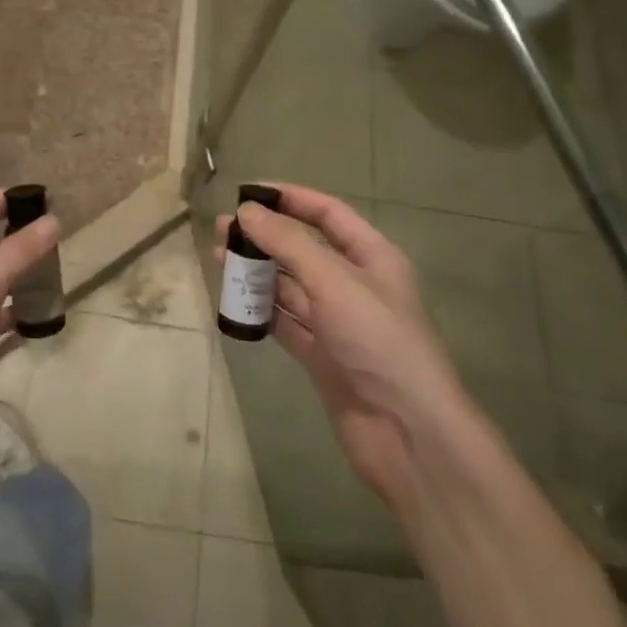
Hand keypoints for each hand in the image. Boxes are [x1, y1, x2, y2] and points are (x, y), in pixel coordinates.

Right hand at [218, 184, 463, 507]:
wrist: (408, 433)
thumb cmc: (378, 341)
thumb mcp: (334, 282)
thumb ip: (289, 243)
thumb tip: (247, 211)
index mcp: (372, 257)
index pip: (328, 214)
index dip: (290, 198)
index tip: (248, 192)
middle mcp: (354, 285)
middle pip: (303, 249)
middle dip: (265, 236)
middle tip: (222, 228)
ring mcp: (337, 322)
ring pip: (290, 286)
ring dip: (257, 272)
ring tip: (219, 259)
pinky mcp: (321, 356)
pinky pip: (285, 323)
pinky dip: (260, 312)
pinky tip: (233, 302)